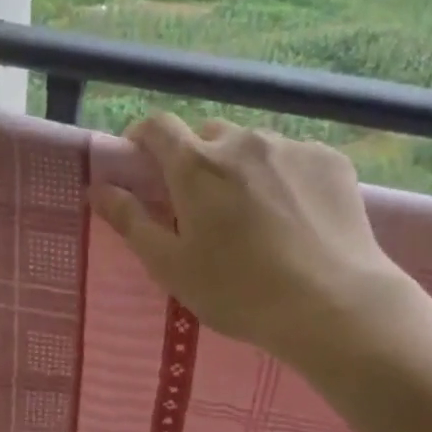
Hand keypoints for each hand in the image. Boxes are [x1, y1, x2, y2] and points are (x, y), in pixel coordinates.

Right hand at [91, 114, 409, 361]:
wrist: (334, 305)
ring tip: (255, 214)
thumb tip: (97, 187)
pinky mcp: (331, 160)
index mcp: (196, 165)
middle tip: (202, 205)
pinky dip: (283, 176)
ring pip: (252, 146)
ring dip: (242, 168)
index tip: (141, 162)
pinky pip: (293, 157)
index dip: (143, 137)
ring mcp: (291, 147)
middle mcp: (242, 142)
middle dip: (197, 160)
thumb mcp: (171, 265)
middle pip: (207, 136)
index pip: (157, 126)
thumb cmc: (239, 291)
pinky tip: (294, 216)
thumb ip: (130, 221)